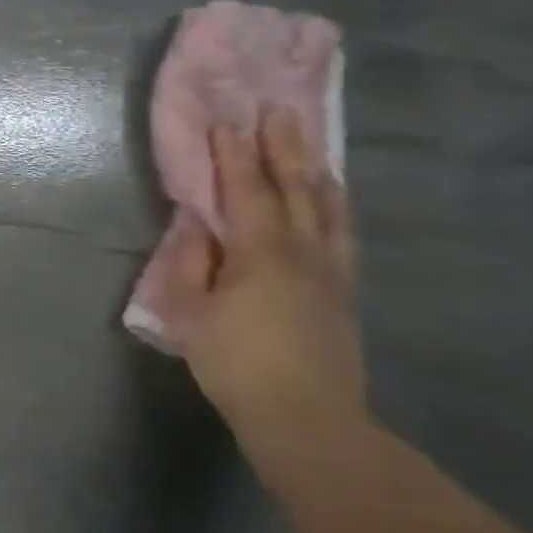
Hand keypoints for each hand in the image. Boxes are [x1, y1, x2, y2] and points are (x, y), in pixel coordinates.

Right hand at [162, 108, 365, 441]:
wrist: (307, 420)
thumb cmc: (235, 363)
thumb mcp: (189, 311)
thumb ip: (189, 261)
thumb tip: (195, 222)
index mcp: (261, 253)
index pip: (246, 190)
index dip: (235, 154)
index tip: (226, 120)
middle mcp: (304, 252)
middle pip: (298, 189)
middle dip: (285, 148)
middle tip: (279, 111)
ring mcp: (331, 273)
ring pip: (329, 208)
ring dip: (315, 170)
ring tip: (308, 143)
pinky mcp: (343, 293)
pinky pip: (340, 232)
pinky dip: (332, 204)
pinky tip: (329, 200)